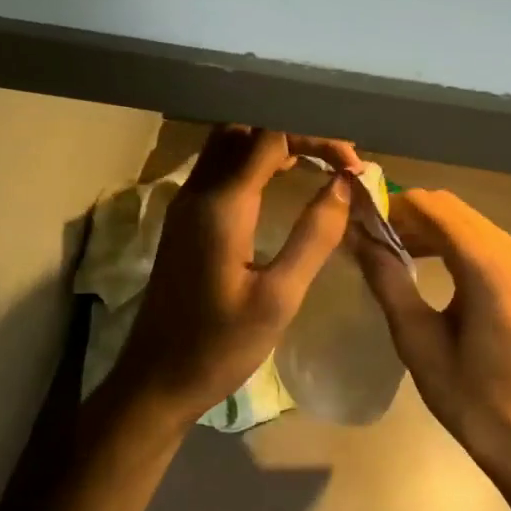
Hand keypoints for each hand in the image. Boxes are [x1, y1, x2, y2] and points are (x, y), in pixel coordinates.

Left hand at [106, 127, 361, 427]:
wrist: (156, 380)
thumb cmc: (220, 346)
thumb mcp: (279, 297)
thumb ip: (314, 236)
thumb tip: (343, 185)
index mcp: (221, 205)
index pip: (270, 137)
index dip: (317, 139)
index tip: (354, 166)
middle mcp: (197, 192)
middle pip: (244, 130)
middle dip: (293, 130)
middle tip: (335, 156)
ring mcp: (185, 205)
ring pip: (228, 146)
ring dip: (272, 143)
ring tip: (317, 162)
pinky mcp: (184, 222)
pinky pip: (219, 170)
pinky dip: (254, 163)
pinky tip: (281, 183)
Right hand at [351, 189, 510, 489]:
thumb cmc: (470, 397)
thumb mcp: (418, 340)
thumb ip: (388, 280)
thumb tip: (358, 238)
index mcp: (490, 268)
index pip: (433, 209)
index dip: (391, 206)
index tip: (353, 216)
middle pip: (450, 208)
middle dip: (405, 214)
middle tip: (363, 233)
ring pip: (464, 220)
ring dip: (424, 226)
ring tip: (382, 246)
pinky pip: (479, 239)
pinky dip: (445, 240)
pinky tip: (418, 259)